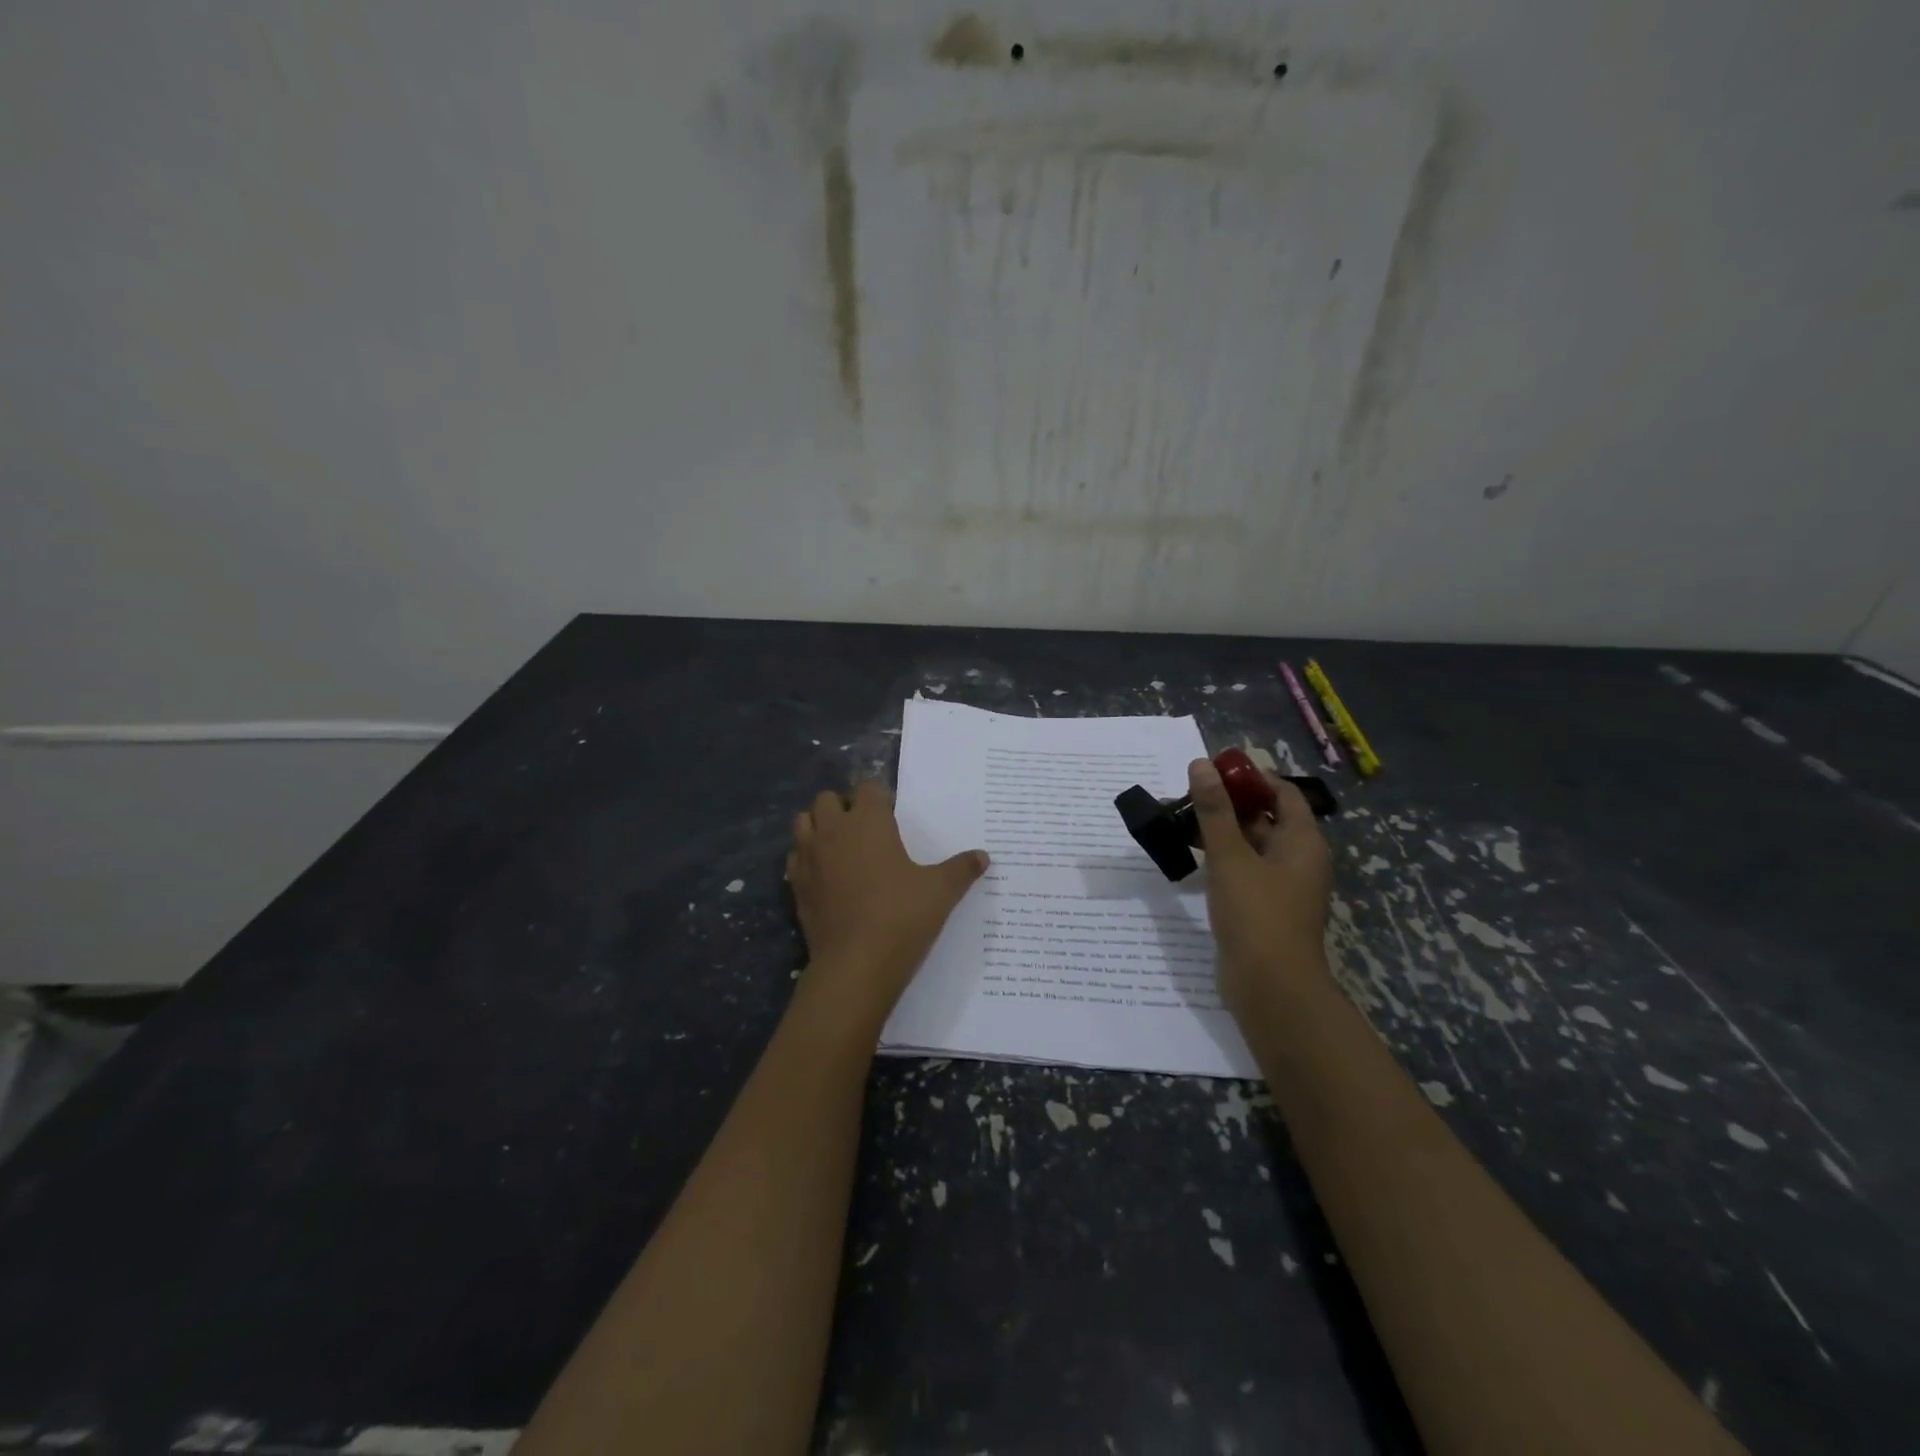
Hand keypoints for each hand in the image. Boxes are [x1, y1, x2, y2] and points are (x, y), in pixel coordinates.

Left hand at [786, 781, 988, 1024]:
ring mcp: (809, 857)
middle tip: (866, 830)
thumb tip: (983, 856)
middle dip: (844, 807)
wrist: (856, 965)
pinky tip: (826, 875)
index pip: (868, 788)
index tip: (893, 815)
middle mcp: (833, 830)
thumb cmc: (902, 917)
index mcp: (868, 821)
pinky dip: (807, 858)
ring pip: (803, 822)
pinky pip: (795, 857)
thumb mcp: (941, 891)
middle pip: (828, 799)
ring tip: (841, 846)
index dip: (880, 798)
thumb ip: (961, 869)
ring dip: (819, 826)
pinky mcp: (796, 885)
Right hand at [1188, 757, 1334, 1018]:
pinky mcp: (1262, 907)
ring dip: (1218, 831)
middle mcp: (1297, 859)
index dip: (1251, 777)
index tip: (1214, 770)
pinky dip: (1219, 858)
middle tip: (1185, 795)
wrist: (1270, 989)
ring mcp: (1280, 886)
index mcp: (1302, 841)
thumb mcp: (1230, 857)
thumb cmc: (1257, 915)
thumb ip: (1214, 810)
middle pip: (1264, 817)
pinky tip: (1189, 857)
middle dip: (1226, 803)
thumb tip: (1202, 765)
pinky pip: (1242, 870)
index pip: (1282, 793)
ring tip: (1178, 822)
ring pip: (1249, 845)